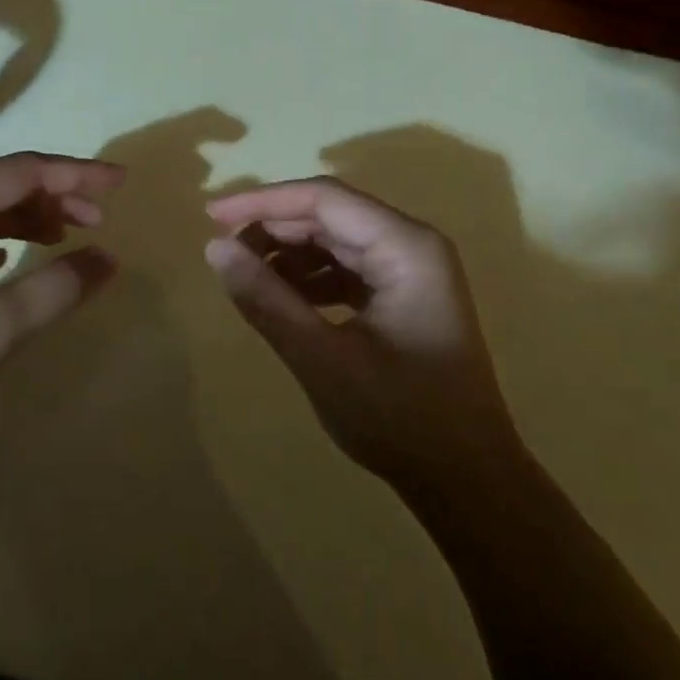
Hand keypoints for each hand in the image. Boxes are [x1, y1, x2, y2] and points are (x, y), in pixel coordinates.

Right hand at [205, 178, 518, 493]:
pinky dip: (311, 278)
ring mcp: (412, 271)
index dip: (264, 202)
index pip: (324, 199)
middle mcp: (413, 245)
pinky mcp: (404, 296)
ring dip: (289, 254)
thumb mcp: (323, 359)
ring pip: (337, 240)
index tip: (212, 217)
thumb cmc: (400, 419)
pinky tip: (281, 298)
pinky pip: (348, 268)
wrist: (467, 480)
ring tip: (245, 276)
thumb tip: (215, 249)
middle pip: (331, 215)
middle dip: (274, 228)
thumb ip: (267, 300)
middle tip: (222, 252)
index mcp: (406, 247)